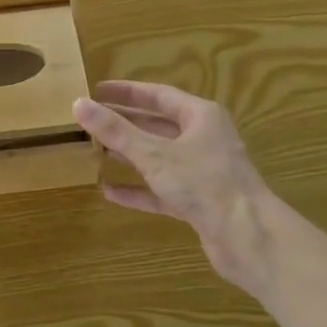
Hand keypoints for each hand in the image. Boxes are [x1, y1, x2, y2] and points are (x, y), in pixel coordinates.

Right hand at [74, 80, 276, 285]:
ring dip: (130, 155)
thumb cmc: (203, 182)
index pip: (158, 96)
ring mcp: (202, 172)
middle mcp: (203, 139)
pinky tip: (110, 191)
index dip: (127, 92)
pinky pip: (162, 190)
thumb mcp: (154, 154)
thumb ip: (116, 131)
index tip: (98, 90)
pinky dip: (138, 189)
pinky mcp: (199, 202)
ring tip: (97, 151)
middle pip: (158, 125)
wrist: (247, 236)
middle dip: (126, 123)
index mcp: (200, 117)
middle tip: (92, 120)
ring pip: (159, 158)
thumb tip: (78, 104)